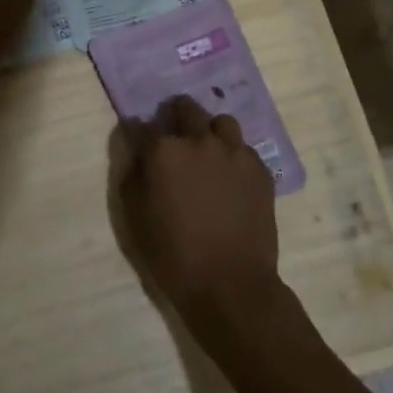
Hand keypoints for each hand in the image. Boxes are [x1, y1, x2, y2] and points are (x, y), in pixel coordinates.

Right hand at [117, 95, 281, 332]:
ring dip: (210, 131)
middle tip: (176, 136)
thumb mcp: (136, 217)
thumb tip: (136, 152)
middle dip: (176, 115)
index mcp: (164, 151)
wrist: (230, 284)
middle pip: (186, 108)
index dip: (140, 130)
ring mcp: (234, 151)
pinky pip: (244, 148)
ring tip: (208, 152)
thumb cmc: (173, 255)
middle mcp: (199, 140)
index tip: (140, 137)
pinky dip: (234, 155)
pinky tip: (231, 178)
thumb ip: (133, 176)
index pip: (144, 125)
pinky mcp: (259, 168)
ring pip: (221, 123)